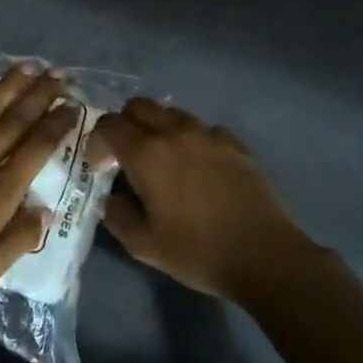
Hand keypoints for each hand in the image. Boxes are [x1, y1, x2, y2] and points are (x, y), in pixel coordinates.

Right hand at [88, 99, 314, 300]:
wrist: (266, 256)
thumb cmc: (198, 252)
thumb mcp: (145, 246)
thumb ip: (118, 217)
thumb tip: (110, 199)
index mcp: (147, 154)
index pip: (109, 126)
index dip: (96, 142)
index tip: (98, 167)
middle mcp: (176, 134)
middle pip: (139, 107)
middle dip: (124, 125)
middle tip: (124, 156)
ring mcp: (210, 135)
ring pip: (171, 113)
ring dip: (156, 128)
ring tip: (160, 160)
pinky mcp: (236, 144)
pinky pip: (203, 128)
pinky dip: (189, 138)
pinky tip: (196, 167)